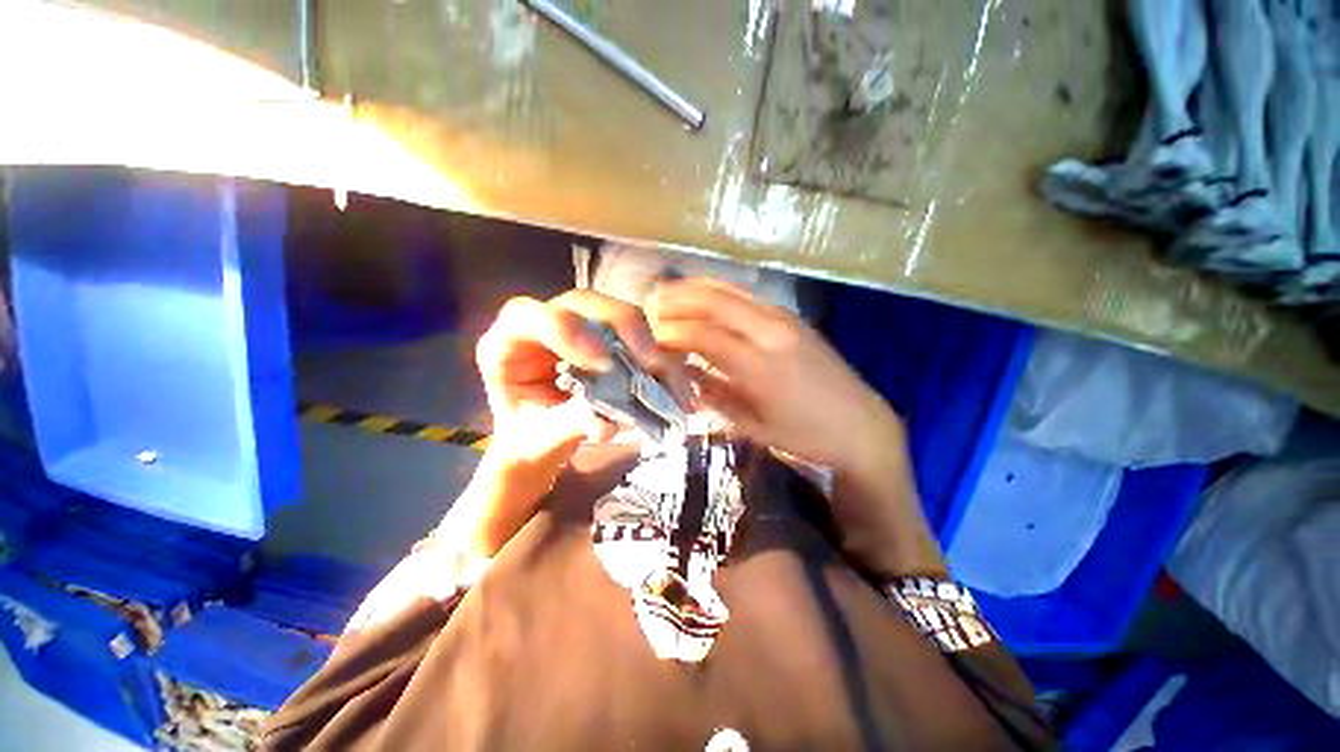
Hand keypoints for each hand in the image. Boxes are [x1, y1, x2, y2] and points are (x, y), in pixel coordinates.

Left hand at [446, 291, 684, 556]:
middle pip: (584, 302)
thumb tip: (607, 421)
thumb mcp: (539, 438)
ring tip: (668, 374)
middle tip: (650, 361)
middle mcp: (544, 324)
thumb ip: (568, 424)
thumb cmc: (528, 439)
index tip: (603, 364)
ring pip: (616, 313)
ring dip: (646, 341)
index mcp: (507, 343)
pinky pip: (635, 335)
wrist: (541, 442)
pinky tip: (671, 376)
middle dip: (622, 327)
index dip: (570, 332)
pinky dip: (656, 355)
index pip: (532, 317)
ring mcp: (579, 327)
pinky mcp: (605, 338)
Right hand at [647, 280, 899, 474]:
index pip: (704, 336)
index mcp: (760, 367)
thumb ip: (714, 396)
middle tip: (651, 300)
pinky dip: (721, 293)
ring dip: (698, 289)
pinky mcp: (794, 318)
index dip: (672, 332)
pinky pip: (749, 297)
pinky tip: (706, 296)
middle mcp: (772, 333)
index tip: (649, 334)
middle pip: (716, 302)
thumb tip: (682, 373)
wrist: (861, 425)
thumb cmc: (804, 435)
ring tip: (670, 289)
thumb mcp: (753, 426)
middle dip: (678, 298)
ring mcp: (786, 320)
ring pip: (733, 292)